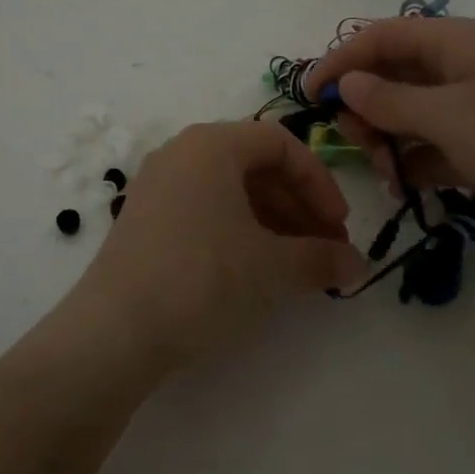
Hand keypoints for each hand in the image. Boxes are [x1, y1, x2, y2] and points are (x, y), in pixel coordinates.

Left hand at [64, 122, 366, 374]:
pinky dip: (236, 229)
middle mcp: (180, 153)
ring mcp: (157, 185)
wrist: (116, 329)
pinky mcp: (144, 218)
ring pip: (228, 188)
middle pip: (253, 164)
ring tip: (295, 265)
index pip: (280, 144)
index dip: (319, 182)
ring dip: (271, 220)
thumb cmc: (203, 279)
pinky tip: (253, 269)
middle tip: (324, 250)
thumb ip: (321, 259)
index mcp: (211, 145)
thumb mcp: (272, 268)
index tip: (339, 228)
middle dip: (297, 205)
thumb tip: (358, 265)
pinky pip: (202, 208)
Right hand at [305, 17, 474, 261]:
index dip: (341, 60)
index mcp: (454, 43)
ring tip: (385, 173)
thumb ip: (391, 100)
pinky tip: (404, 187)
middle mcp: (460, 69)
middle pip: (391, 75)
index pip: (381, 37)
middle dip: (364, 106)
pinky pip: (431, 146)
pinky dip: (413, 162)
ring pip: (408, 113)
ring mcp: (474, 109)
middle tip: (355, 142)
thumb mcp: (451, 117)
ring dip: (387, 139)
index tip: (309, 96)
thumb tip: (347, 83)